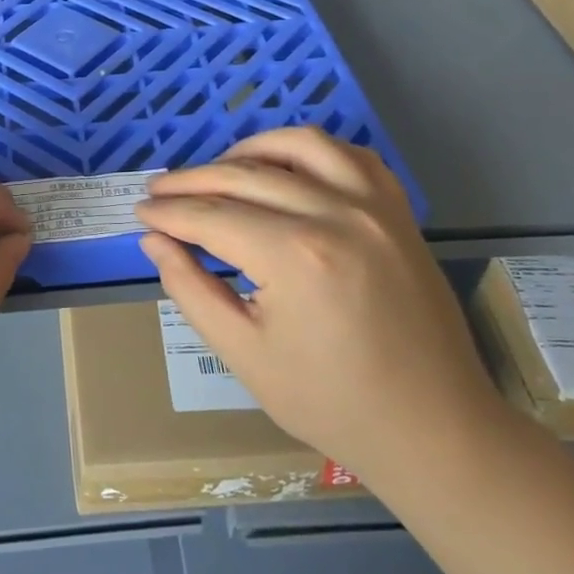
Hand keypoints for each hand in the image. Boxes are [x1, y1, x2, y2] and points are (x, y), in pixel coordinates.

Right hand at [136, 127, 502, 483]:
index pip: (212, 216)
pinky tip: (285, 168)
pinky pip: (350, 156)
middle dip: (192, 180)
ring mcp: (375, 207)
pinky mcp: (398, 212)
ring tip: (217, 172)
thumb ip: (190, 288)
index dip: (169, 212)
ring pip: (298, 145)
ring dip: (248, 151)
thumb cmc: (330, 402)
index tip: (141, 213)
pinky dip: (309, 151)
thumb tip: (154, 240)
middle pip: (245, 175)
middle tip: (159, 191)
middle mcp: (336, 214)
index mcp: (294, 256)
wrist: (432, 428)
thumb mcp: (243, 353)